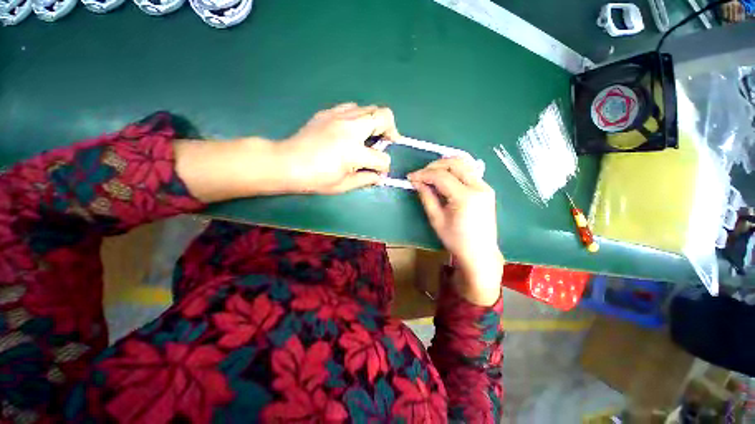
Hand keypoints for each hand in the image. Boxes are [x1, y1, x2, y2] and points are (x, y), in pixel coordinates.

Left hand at [277, 103, 398, 193]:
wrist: (286, 163)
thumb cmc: (315, 179)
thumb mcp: (343, 185)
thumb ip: (366, 179)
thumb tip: (379, 176)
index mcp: (354, 152)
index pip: (382, 158)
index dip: (385, 167)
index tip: (380, 172)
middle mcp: (351, 128)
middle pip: (384, 117)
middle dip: (392, 130)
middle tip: (387, 142)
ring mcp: (339, 116)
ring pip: (370, 108)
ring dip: (376, 122)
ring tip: (370, 135)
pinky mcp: (328, 112)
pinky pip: (352, 107)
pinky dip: (359, 116)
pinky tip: (353, 129)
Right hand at [409, 158, 503, 305]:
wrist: (479, 253)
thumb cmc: (455, 240)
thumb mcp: (436, 219)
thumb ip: (426, 196)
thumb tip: (416, 181)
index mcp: (465, 197)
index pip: (441, 176)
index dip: (423, 174)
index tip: (410, 177)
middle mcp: (479, 187)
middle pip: (455, 164)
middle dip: (434, 165)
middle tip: (420, 174)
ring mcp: (485, 186)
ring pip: (464, 164)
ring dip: (445, 165)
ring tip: (431, 174)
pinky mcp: (486, 189)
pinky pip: (469, 172)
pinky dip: (454, 171)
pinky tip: (445, 178)